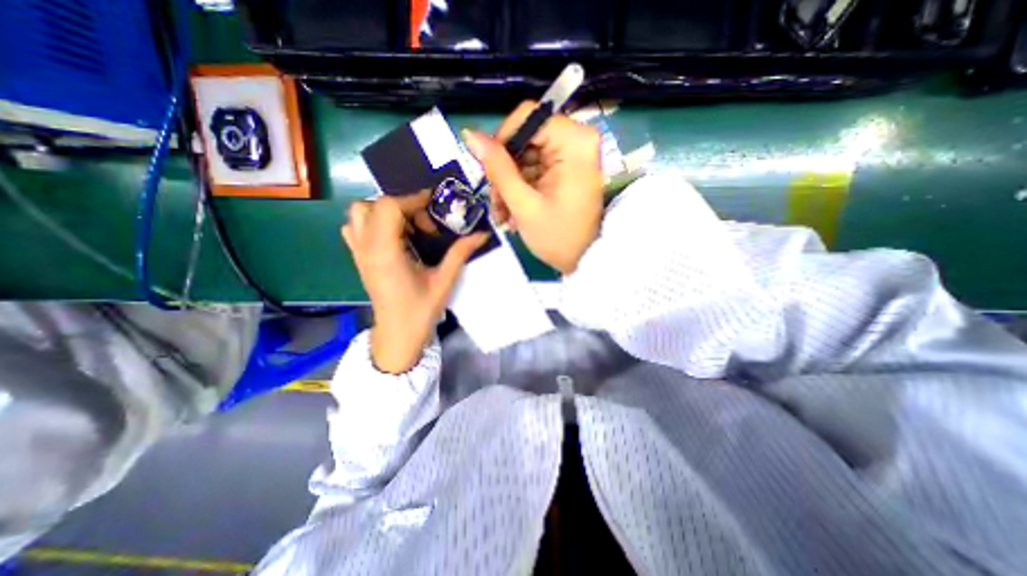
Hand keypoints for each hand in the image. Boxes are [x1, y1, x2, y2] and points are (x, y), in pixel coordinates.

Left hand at [343, 194, 486, 373]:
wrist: (398, 334)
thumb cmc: (420, 310)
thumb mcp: (444, 281)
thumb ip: (460, 254)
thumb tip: (481, 234)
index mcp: (386, 253)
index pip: (388, 208)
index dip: (412, 200)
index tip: (433, 206)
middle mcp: (367, 249)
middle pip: (371, 206)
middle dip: (400, 206)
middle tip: (422, 223)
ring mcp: (359, 253)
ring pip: (359, 214)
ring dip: (384, 213)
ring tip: (408, 228)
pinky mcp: (359, 259)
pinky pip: (355, 228)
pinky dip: (373, 223)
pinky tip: (394, 237)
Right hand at [464, 100, 602, 273]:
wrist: (585, 261)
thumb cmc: (558, 237)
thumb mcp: (523, 204)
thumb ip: (498, 168)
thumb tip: (470, 134)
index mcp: (574, 141)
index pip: (526, 117)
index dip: (502, 142)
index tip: (490, 173)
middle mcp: (577, 140)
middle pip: (525, 138)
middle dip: (505, 172)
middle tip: (497, 204)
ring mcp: (572, 155)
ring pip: (526, 156)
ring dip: (509, 185)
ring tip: (505, 216)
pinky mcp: (567, 169)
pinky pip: (534, 169)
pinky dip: (521, 189)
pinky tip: (515, 213)